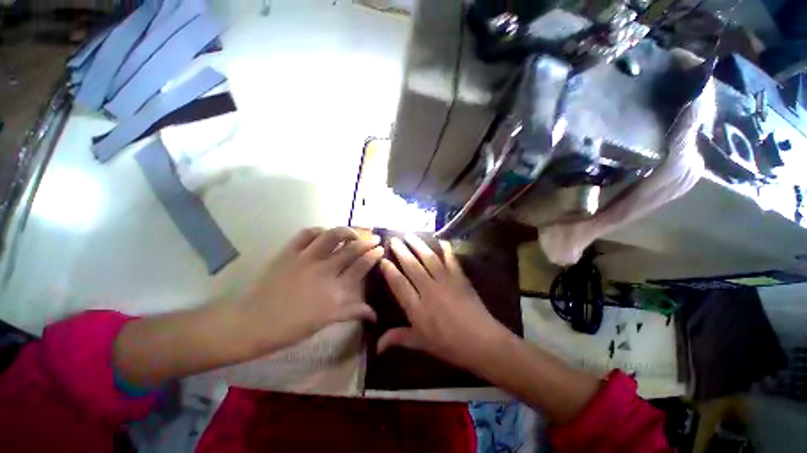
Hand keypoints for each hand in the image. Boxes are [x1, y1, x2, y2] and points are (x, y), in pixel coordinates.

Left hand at [240, 227, 383, 352]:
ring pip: (332, 236)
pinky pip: (307, 234)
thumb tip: (374, 315)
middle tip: (375, 237)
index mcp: (336, 291)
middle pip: (352, 249)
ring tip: (353, 232)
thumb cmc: (292, 327)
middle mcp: (325, 271)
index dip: (374, 255)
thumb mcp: (326, 322)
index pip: (361, 266)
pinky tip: (324, 232)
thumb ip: (352, 312)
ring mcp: (306, 259)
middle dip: (368, 241)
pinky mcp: (289, 252)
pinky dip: (318, 230)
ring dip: (347, 231)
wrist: (253, 323)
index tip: (380, 249)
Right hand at [378, 234, 512, 371]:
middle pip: (412, 266)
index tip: (383, 259)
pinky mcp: (459, 278)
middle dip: (401, 251)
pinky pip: (451, 260)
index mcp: (417, 308)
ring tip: (410, 235)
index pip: (399, 284)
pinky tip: (442, 241)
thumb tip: (376, 347)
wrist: (482, 342)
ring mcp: (445, 281)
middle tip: (394, 239)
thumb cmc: (449, 345)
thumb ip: (399, 338)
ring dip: (418, 245)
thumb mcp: (421, 343)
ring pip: (428, 259)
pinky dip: (446, 249)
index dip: (390, 271)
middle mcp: (429, 290)